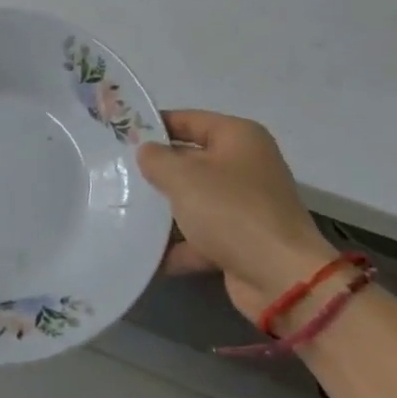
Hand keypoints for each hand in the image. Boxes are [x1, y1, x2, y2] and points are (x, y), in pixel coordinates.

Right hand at [139, 111, 336, 325]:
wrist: (280, 277)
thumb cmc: (231, 210)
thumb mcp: (184, 176)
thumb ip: (157, 159)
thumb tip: (146, 152)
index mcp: (239, 137)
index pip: (190, 120)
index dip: (156, 125)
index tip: (121, 134)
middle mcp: (245, 166)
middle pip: (191, 160)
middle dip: (157, 170)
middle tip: (116, 173)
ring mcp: (246, 205)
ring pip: (195, 200)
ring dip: (165, 210)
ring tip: (123, 210)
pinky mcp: (242, 241)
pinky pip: (202, 236)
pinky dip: (178, 245)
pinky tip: (145, 253)